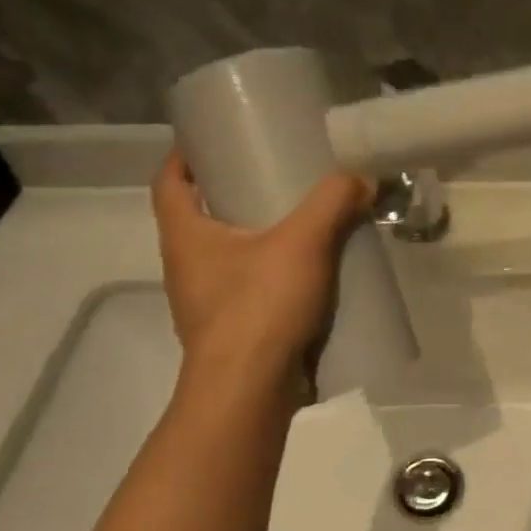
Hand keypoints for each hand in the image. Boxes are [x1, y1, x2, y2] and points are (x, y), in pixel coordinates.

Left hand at [151, 150, 372, 407]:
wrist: (249, 392)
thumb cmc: (259, 307)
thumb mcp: (302, 242)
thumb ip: (333, 202)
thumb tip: (361, 177)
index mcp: (186, 237)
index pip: (168, 182)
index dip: (184, 156)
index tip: (213, 138)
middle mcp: (186, 267)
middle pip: (198, 217)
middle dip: (228, 192)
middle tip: (270, 172)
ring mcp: (205, 303)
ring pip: (225, 255)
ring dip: (252, 235)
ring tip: (296, 219)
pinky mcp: (231, 331)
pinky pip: (247, 288)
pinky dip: (269, 272)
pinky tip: (307, 271)